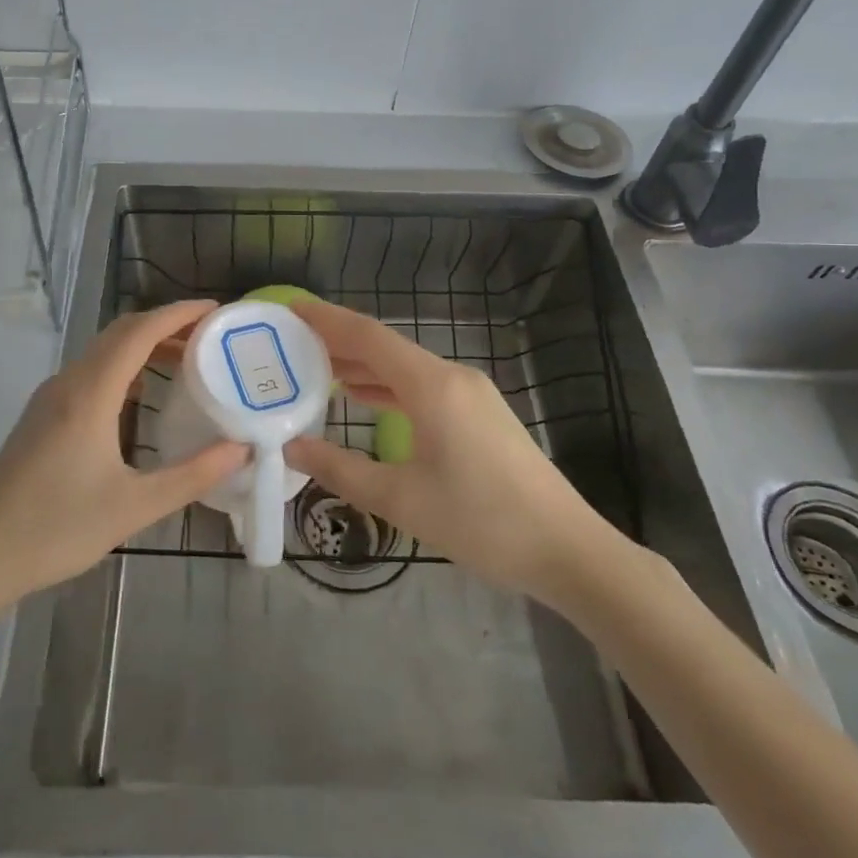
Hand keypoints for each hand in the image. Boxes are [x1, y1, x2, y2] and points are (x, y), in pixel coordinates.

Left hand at [0, 300, 247, 612]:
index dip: (179, 314)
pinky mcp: (41, 415)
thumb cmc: (57, 529)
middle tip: (209, 337)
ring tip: (185, 360)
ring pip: (102, 351)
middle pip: (120, 333)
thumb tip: (241, 449)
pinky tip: (141, 395)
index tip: (216, 310)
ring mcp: (49, 397)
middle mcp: (68, 383)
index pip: (140, 332)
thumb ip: (192, 476)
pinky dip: (123, 366)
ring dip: (143, 345)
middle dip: (166, 325)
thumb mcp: (134, 507)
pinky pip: (89, 371)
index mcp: (90, 394)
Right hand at [283, 299, 628, 609]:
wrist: (567, 549)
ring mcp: (470, 394)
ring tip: (315, 368)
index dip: (326, 319)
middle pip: (385, 347)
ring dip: (362, 366)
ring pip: (404, 367)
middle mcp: (451, 377)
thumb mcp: (402, 500)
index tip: (290, 308)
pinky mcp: (479, 414)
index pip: (368, 336)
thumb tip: (291, 447)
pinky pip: (421, 386)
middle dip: (337, 342)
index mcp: (431, 385)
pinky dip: (386, 386)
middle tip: (290, 343)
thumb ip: (341, 469)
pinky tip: (363, 397)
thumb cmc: (482, 521)